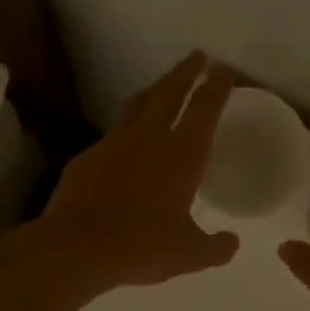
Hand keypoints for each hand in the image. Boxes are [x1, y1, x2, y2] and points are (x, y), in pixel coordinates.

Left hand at [43, 52, 239, 288]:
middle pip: (170, 91)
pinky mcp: (87, 157)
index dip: (217, 86)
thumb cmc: (143, 246)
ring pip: (137, 105)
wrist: (77, 247)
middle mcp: (149, 138)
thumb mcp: (189, 254)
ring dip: (154, 91)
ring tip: (161, 88)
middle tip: (197, 56)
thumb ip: (215, 247)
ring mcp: (114, 143)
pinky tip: (125, 148)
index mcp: (182, 154)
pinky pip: (112, 137)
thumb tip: (232, 243)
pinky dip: (125, 133)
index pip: (205, 108)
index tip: (224, 70)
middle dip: (186, 71)